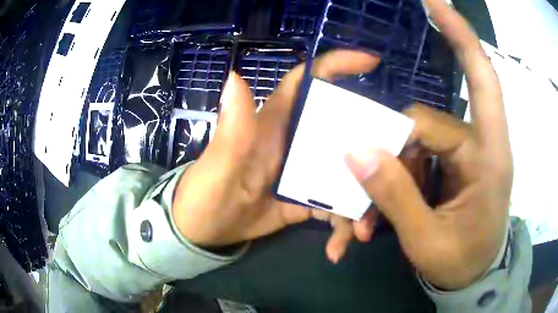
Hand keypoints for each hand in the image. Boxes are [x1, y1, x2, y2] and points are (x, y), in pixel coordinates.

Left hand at [172, 51, 379, 249]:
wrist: (205, 229)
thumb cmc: (206, 193)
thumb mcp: (219, 164)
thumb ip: (233, 126)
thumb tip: (234, 75)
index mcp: (277, 121)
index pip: (309, 80)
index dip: (338, 64)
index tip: (371, 62)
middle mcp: (297, 140)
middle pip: (347, 131)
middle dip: (372, 153)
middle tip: (389, 179)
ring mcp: (305, 171)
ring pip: (347, 175)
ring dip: (359, 204)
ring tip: (357, 233)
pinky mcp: (306, 198)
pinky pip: (336, 205)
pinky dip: (341, 224)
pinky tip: (338, 246)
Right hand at [345, 0, 511, 289]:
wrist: (470, 276)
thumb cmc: (460, 262)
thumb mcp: (426, 240)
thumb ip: (394, 197)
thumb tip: (355, 151)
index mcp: (490, 157)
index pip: (475, 85)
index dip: (458, 38)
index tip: (433, 2)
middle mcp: (479, 145)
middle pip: (425, 121)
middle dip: (391, 156)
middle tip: (367, 194)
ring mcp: (462, 155)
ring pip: (414, 144)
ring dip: (387, 181)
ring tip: (367, 223)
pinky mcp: (450, 166)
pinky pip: (414, 161)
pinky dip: (392, 186)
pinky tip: (376, 219)